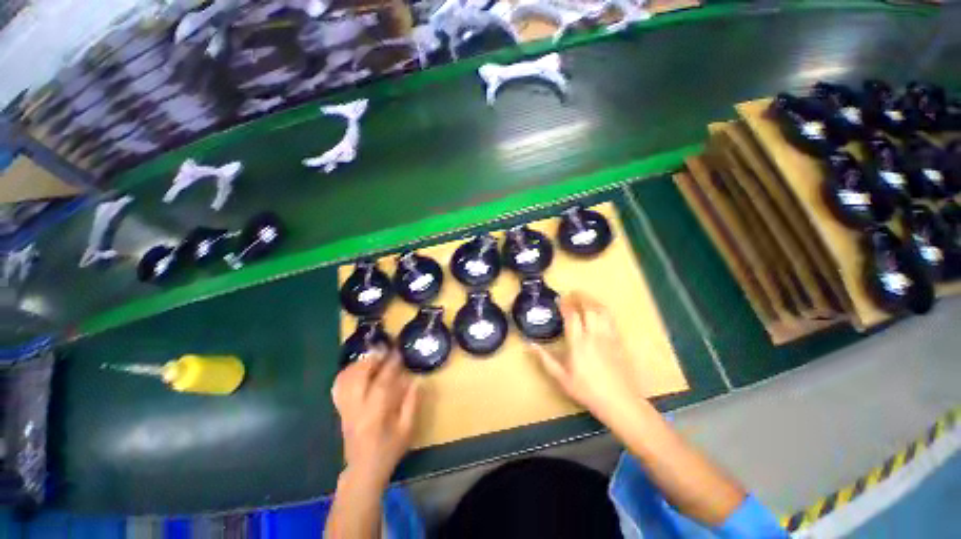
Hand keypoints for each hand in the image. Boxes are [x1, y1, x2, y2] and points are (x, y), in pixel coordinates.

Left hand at [332, 349, 420, 486]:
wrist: (363, 470)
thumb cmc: (389, 450)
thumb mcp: (407, 429)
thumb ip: (412, 403)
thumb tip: (416, 381)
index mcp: (376, 414)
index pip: (383, 382)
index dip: (391, 364)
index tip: (398, 351)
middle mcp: (357, 408)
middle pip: (358, 376)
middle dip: (372, 359)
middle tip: (384, 351)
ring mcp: (345, 409)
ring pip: (345, 379)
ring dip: (359, 364)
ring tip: (373, 357)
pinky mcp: (340, 410)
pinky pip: (338, 386)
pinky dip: (346, 373)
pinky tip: (357, 369)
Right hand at [530, 292, 647, 423]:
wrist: (620, 401)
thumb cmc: (587, 390)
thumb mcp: (561, 377)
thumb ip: (545, 359)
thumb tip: (530, 345)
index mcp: (578, 343)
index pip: (572, 316)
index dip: (565, 305)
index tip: (559, 299)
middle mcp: (594, 335)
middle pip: (589, 308)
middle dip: (580, 297)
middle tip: (572, 293)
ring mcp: (609, 336)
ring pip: (602, 311)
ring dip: (592, 301)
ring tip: (585, 298)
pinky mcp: (619, 341)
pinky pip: (611, 319)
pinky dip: (603, 310)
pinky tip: (599, 311)